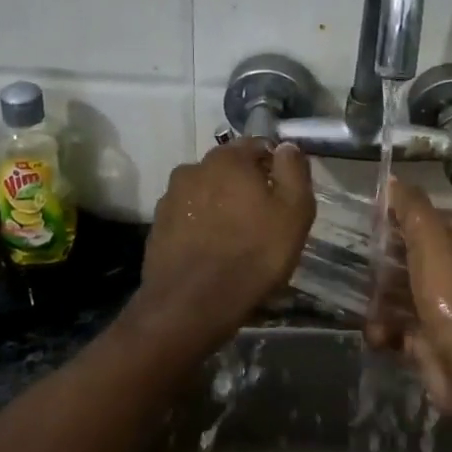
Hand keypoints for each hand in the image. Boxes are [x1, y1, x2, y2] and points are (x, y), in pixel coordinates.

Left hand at [133, 139, 314, 350]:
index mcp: (228, 158)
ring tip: (235, 237)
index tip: (284, 194)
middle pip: (229, 168)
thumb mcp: (293, 212)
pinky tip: (212, 250)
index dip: (275, 166)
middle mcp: (194, 168)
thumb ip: (293, 170)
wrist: (191, 306)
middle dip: (245, 185)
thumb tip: (286, 146)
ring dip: (221, 204)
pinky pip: (188, 216)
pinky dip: (201, 225)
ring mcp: (170, 197)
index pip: (258, 145)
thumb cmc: (253, 254)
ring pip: (206, 191)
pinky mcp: (157, 226)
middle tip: (263, 218)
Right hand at [370, 181, 451, 413]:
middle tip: (363, 259)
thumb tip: (394, 180)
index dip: (407, 216)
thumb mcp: (430, 236)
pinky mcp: (430, 341)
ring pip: (404, 294)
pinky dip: (385, 330)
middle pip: (416, 258)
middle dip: (387, 261)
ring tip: (365, 299)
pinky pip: (399, 328)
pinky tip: (377, 331)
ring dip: (381, 298)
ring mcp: (446, 311)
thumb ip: (412, 206)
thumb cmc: (449, 290)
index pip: (436, 221)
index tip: (376, 217)